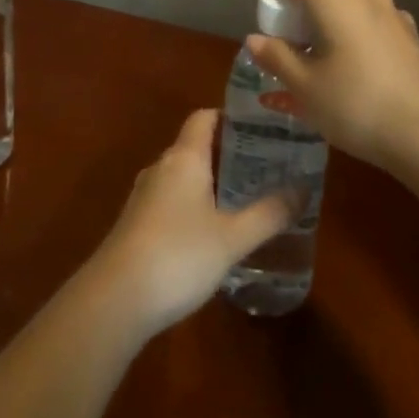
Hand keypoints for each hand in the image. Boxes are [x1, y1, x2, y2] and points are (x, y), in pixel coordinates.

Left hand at [90, 109, 291, 338]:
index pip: (204, 117)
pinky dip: (194, 205)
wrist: (115, 300)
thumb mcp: (232, 237)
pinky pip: (172, 200)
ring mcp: (144, 196)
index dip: (231, 117)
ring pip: (183, 176)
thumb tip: (303, 189)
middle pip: (196, 146)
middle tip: (266, 166)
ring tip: (246, 198)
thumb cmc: (178, 255)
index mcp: (184, 157)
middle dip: (229, 153)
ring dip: (211, 182)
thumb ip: (269, 214)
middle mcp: (161, 167)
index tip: (262, 128)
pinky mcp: (136, 225)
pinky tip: (214, 232)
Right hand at [245, 0, 418, 173]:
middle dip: (298, 11)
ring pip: (347, 11)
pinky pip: (369, 30)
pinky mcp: (411, 38)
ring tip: (314, 68)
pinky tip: (347, 79)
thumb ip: (276, 57)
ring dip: (325, 29)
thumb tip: (255, 39)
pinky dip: (350, 43)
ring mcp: (393, 14)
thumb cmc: (355, 103)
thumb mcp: (304, 86)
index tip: (263, 2)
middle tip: (284, 45)